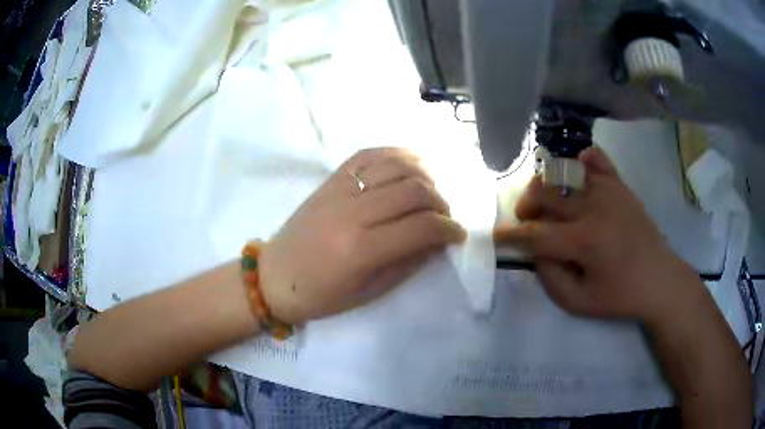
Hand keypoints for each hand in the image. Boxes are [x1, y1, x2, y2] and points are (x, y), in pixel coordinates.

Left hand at [259, 148, 465, 323]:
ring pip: (396, 165)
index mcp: (361, 249)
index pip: (421, 227)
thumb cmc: (320, 295)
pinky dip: (396, 154)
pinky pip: (369, 154)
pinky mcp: (330, 179)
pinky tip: (411, 165)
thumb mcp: (369, 292)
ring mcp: (339, 189)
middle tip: (445, 217)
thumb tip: (438, 241)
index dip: (449, 229)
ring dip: (424, 175)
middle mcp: (352, 212)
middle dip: (441, 202)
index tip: (457, 235)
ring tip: (432, 192)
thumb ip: (408, 262)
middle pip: (414, 190)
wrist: (274, 276)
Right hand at [494, 147, 700, 325]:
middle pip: (545, 193)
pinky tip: (579, 172)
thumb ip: (550, 278)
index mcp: (584, 241)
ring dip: (548, 186)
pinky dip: (583, 161)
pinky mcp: (621, 186)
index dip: (511, 235)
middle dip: (526, 205)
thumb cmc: (620, 296)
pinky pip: (597, 160)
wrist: (659, 280)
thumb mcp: (579, 303)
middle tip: (527, 221)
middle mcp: (594, 208)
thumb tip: (537, 251)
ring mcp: (609, 192)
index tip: (497, 236)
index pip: (536, 234)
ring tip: (550, 202)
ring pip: (565, 174)